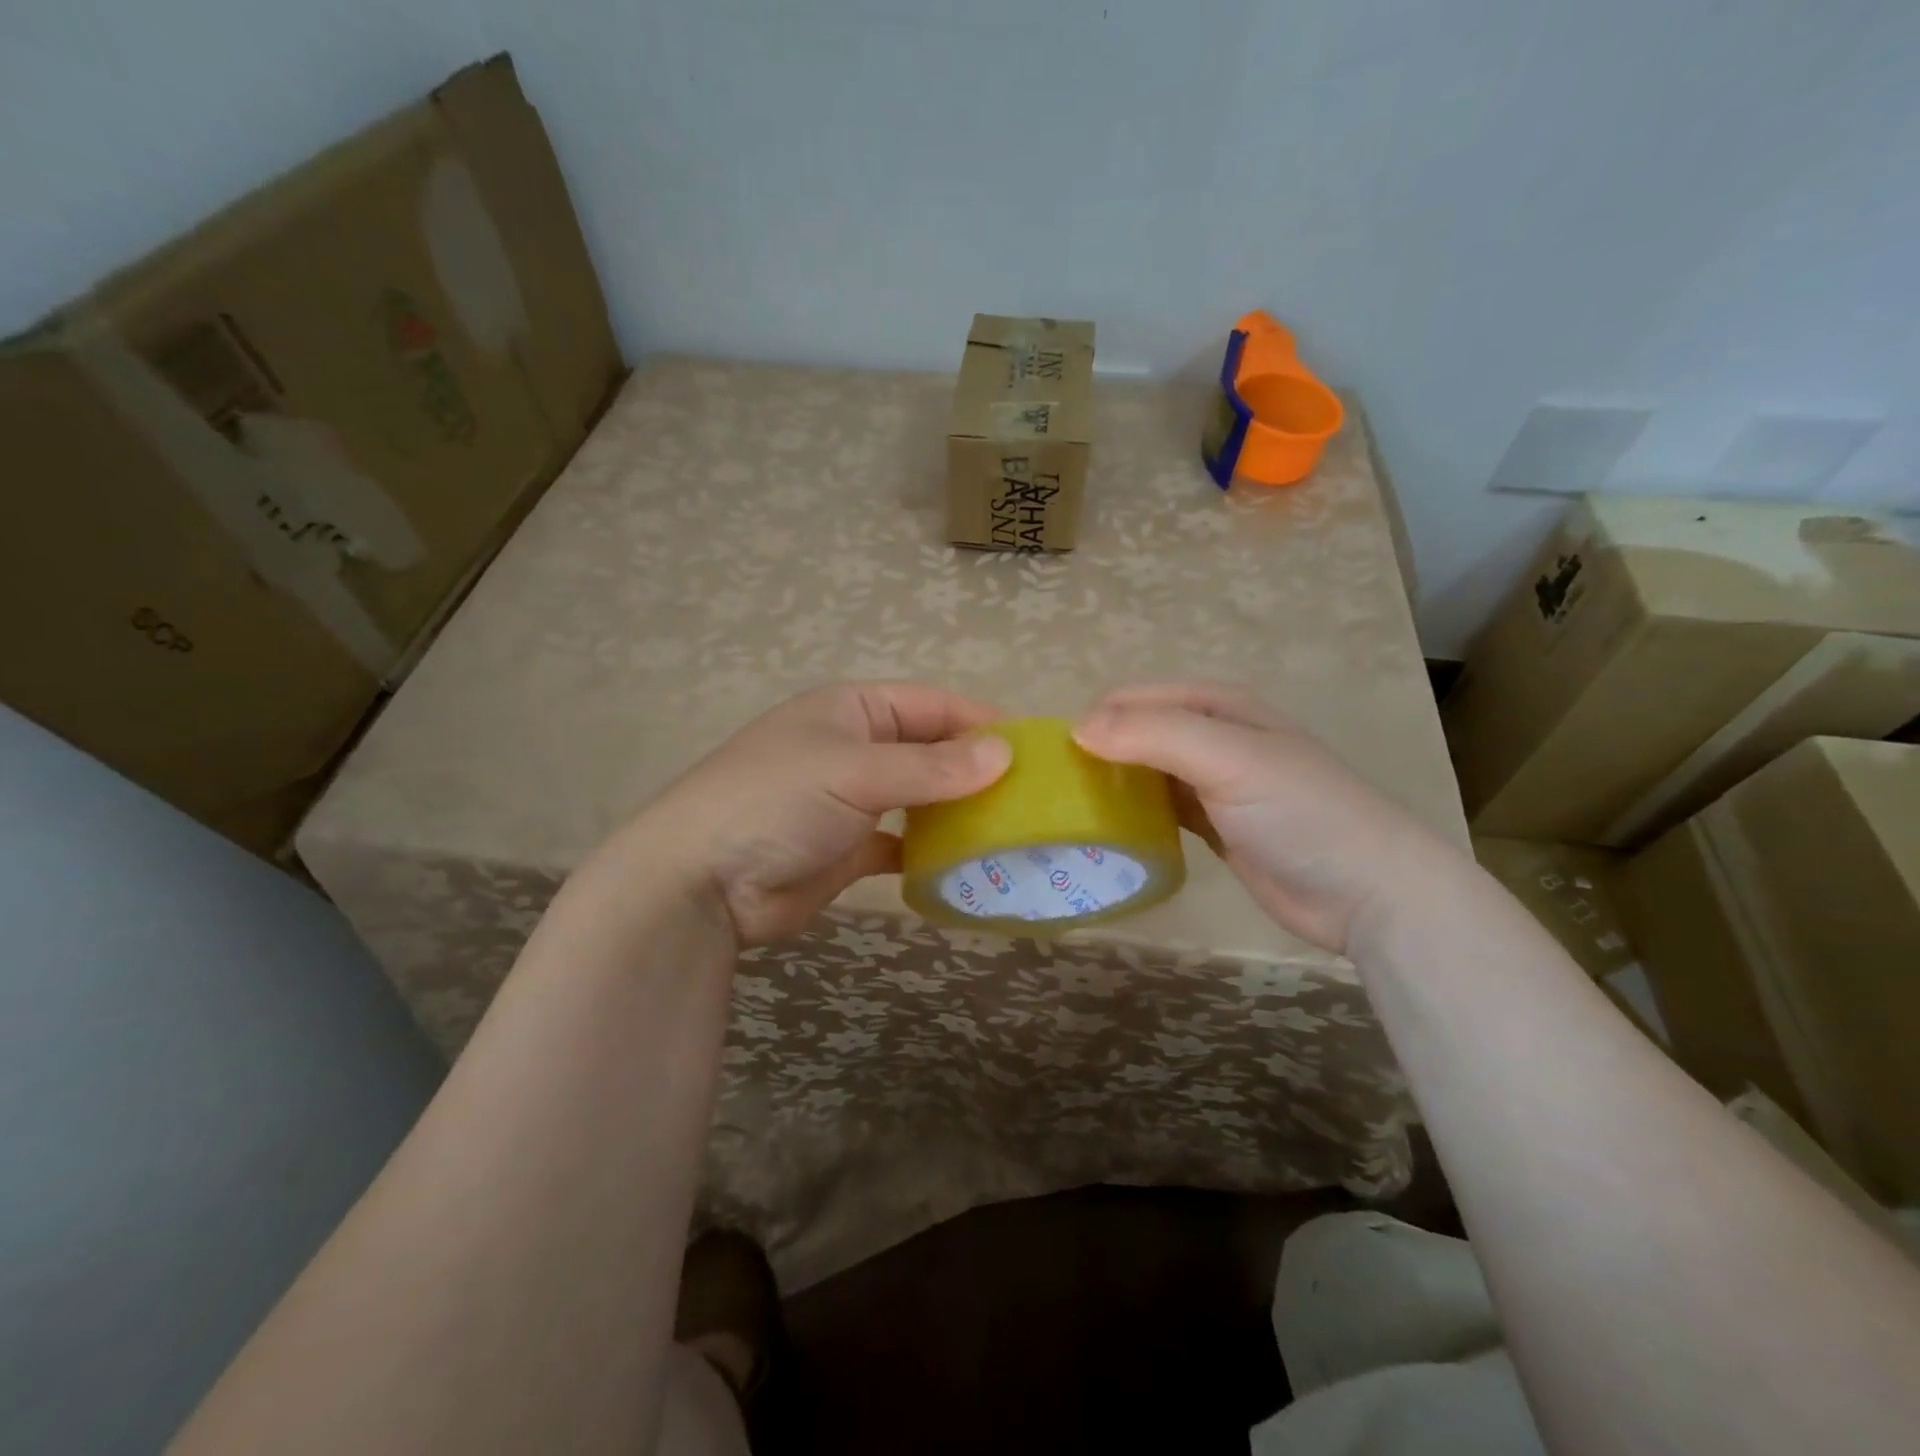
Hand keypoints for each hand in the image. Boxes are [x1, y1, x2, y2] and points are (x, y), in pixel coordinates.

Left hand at [608, 683, 1010, 943]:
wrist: (702, 882)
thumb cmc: (777, 801)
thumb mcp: (855, 771)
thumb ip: (930, 767)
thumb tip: (1003, 754)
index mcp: (852, 711)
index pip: (930, 704)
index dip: (979, 721)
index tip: (1032, 746)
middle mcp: (855, 749)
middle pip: (929, 750)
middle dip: (975, 768)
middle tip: (1032, 794)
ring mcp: (851, 801)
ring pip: (920, 798)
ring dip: (958, 810)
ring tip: (1011, 828)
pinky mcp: (849, 849)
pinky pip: (902, 843)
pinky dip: (931, 851)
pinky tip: (966, 863)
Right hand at [1073, 683, 1457, 953]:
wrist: (1367, 892)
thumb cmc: (1300, 813)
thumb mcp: (1229, 759)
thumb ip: (1154, 736)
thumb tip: (1077, 729)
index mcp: (1216, 706)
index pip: (1135, 699)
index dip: (1094, 720)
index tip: (1054, 761)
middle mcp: (1212, 737)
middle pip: (1136, 733)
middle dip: (1097, 752)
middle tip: (1057, 791)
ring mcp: (1213, 783)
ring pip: (1144, 772)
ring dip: (1111, 785)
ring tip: (1070, 812)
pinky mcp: (1213, 826)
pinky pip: (1159, 809)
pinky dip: (1133, 815)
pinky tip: (1107, 832)